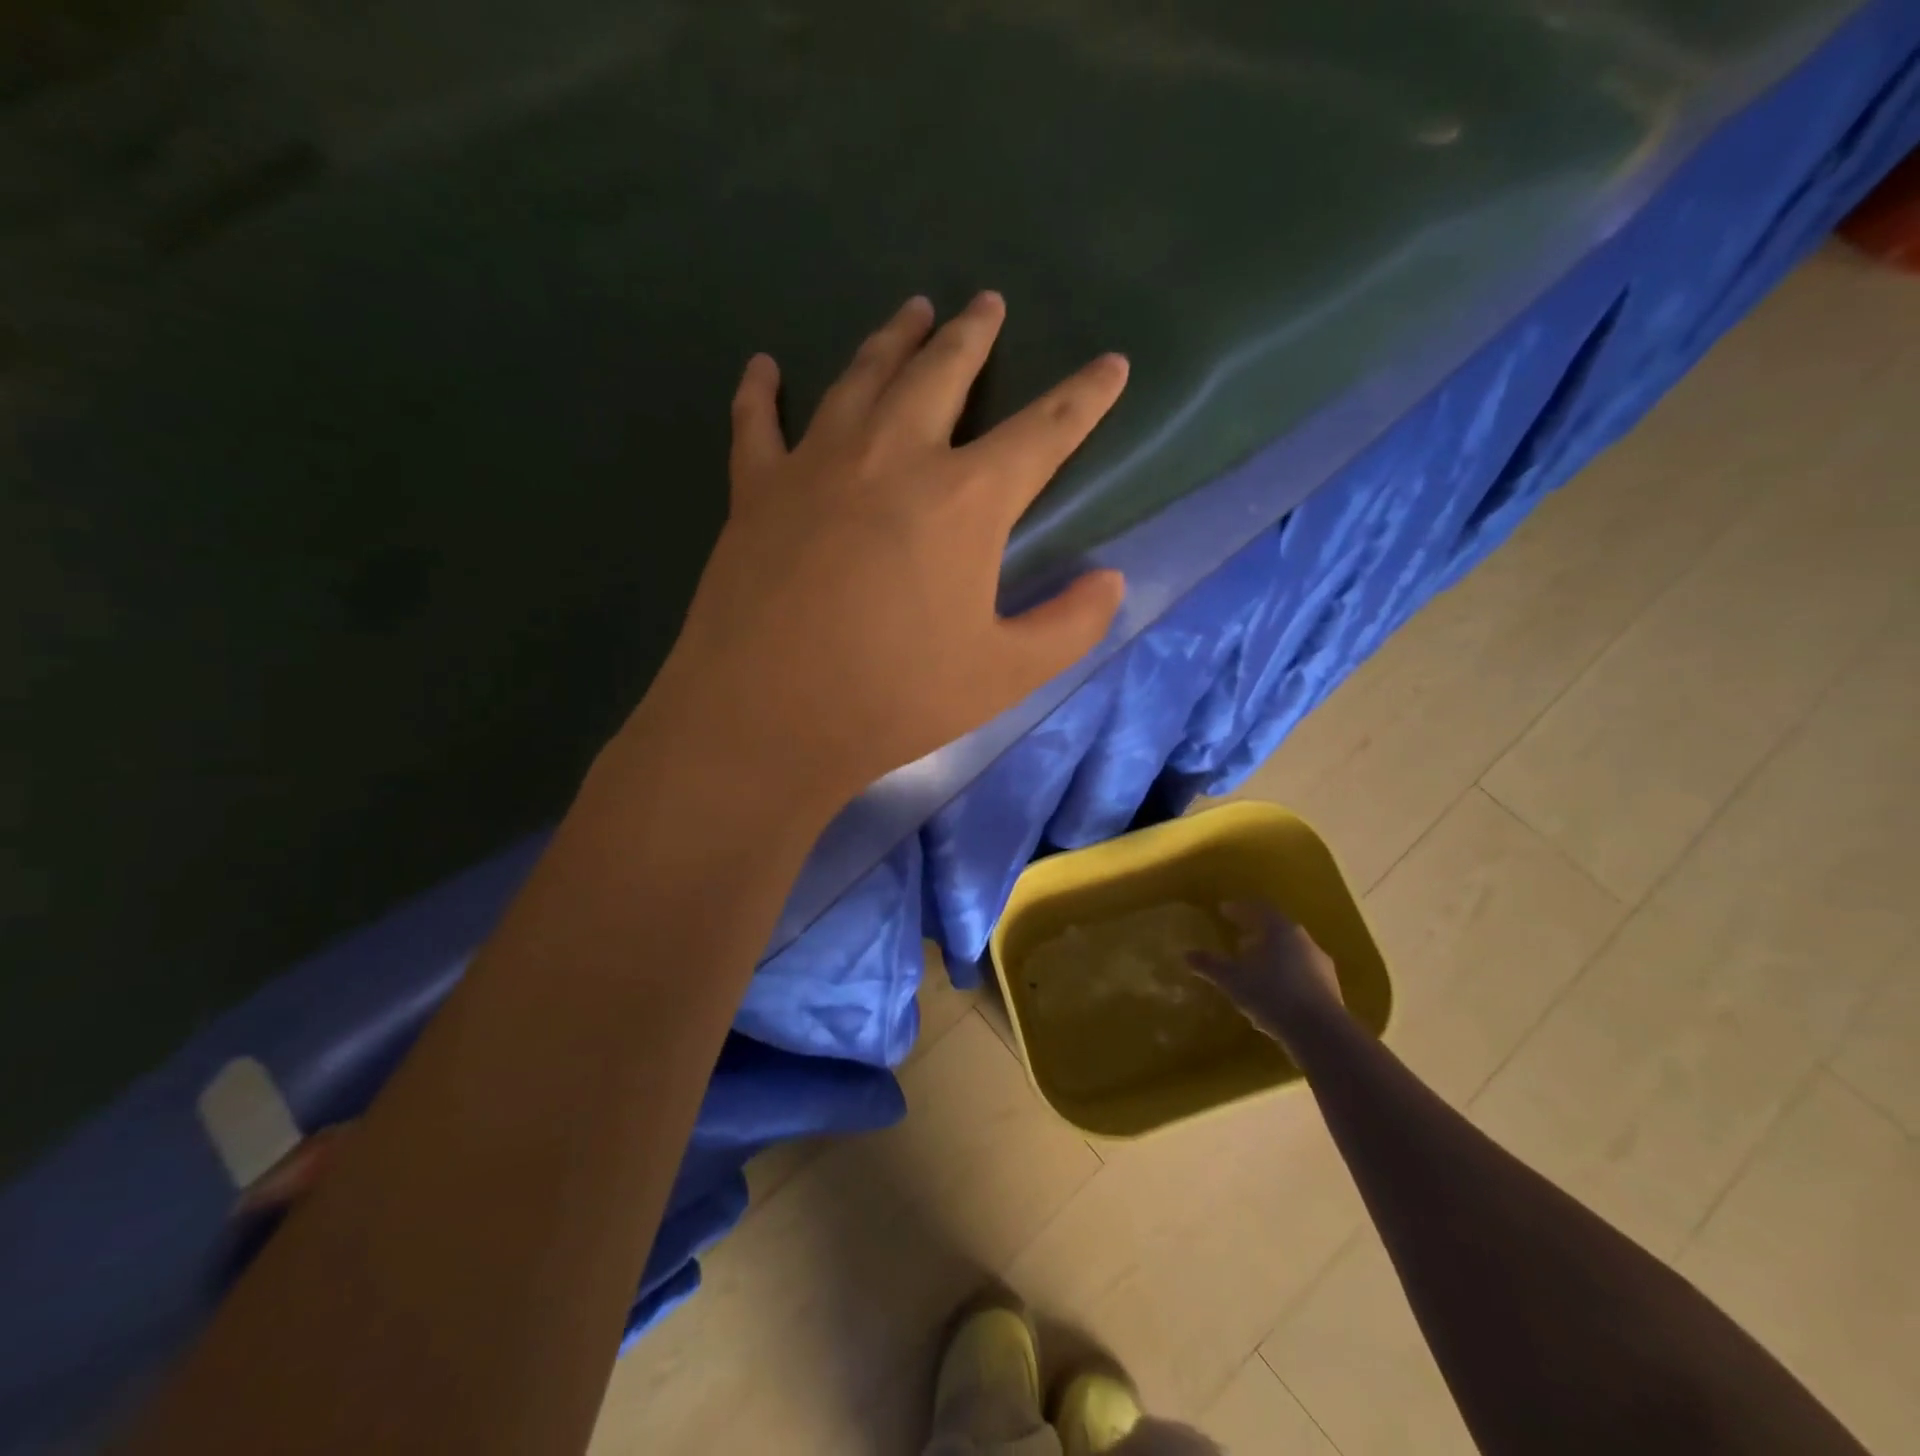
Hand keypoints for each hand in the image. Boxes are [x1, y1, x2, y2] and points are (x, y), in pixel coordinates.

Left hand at [637, 292, 1128, 807]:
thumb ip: (1069, 626)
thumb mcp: (1005, 675)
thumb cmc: (894, 699)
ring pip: (861, 377)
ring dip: (892, 339)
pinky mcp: (756, 491)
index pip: (1044, 431)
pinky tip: (764, 366)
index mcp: (965, 499)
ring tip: (912, 310)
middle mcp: (893, 456)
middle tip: (988, 302)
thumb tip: (1110, 581)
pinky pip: (756, 423)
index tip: (1110, 364)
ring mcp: (816, 465)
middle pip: (942, 372)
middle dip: (973, 334)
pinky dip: (760, 390)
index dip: (1084, 397)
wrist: (767, 718)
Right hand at [1189, 902, 1343, 1036]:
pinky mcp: (1331, 989)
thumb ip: (1210, 965)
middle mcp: (1304, 941)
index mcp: (1280, 930)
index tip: (1223, 910)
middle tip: (1238, 942)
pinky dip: (1285, 976)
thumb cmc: (1272, 995)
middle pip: (1277, 930)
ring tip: (1255, 971)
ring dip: (1272, 957)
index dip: (1239, 909)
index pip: (1258, 909)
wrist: (1321, 1033)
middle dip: (1256, 934)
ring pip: (1291, 952)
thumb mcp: (1233, 980)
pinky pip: (1302, 973)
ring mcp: (1321, 965)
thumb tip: (1187, 954)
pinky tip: (1274, 995)